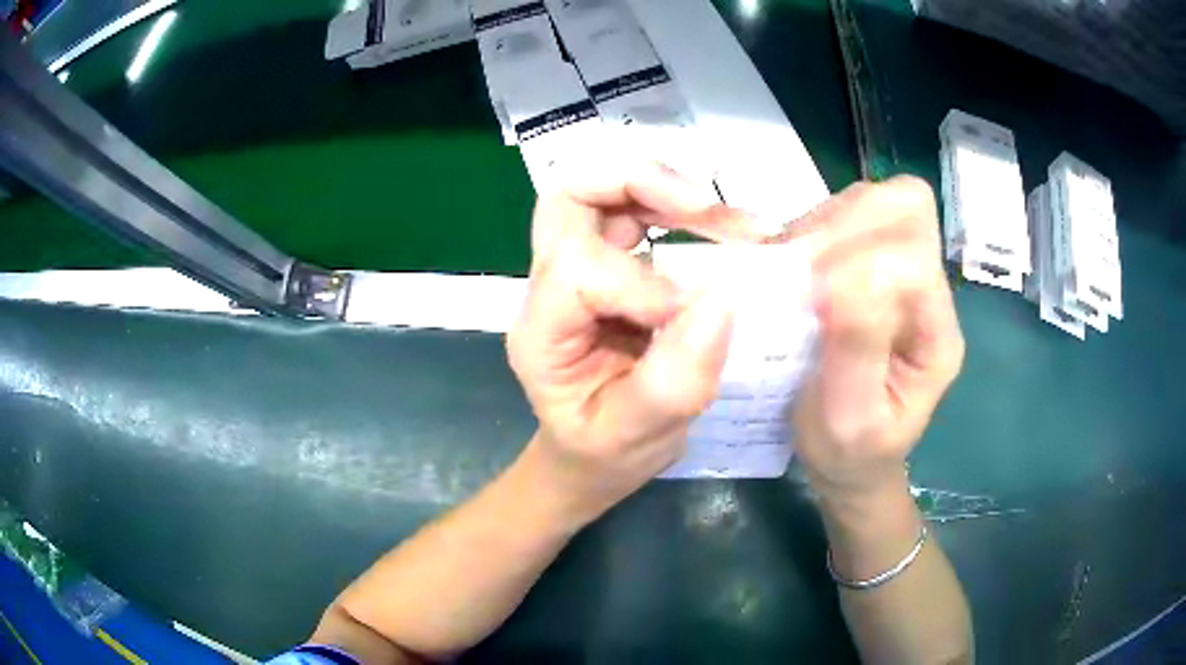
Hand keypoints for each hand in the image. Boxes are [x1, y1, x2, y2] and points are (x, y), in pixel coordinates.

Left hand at [507, 166, 755, 523]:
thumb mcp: (637, 436)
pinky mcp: (609, 268)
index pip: (579, 272)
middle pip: (568, 197)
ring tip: (723, 216)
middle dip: (637, 184)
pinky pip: (634, 212)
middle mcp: (548, 289)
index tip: (696, 317)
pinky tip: (715, 226)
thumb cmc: (605, 453)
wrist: (593, 454)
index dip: (644, 285)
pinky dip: (675, 206)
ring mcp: (577, 272)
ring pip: (601, 192)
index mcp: (541, 333)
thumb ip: (674, 380)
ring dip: (664, 188)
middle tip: (703, 206)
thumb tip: (721, 299)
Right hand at [778, 177, 964, 503]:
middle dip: (844, 224)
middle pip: (904, 205)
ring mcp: (900, 272)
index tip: (810, 294)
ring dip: (824, 224)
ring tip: (792, 269)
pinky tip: (792, 267)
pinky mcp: (870, 266)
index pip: (914, 253)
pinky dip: (812, 229)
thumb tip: (842, 273)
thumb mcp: (851, 417)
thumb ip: (858, 346)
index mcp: (936, 332)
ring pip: (872, 202)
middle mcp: (926, 291)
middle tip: (799, 267)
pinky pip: (845, 217)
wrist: (851, 459)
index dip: (860, 257)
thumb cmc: (851, 449)